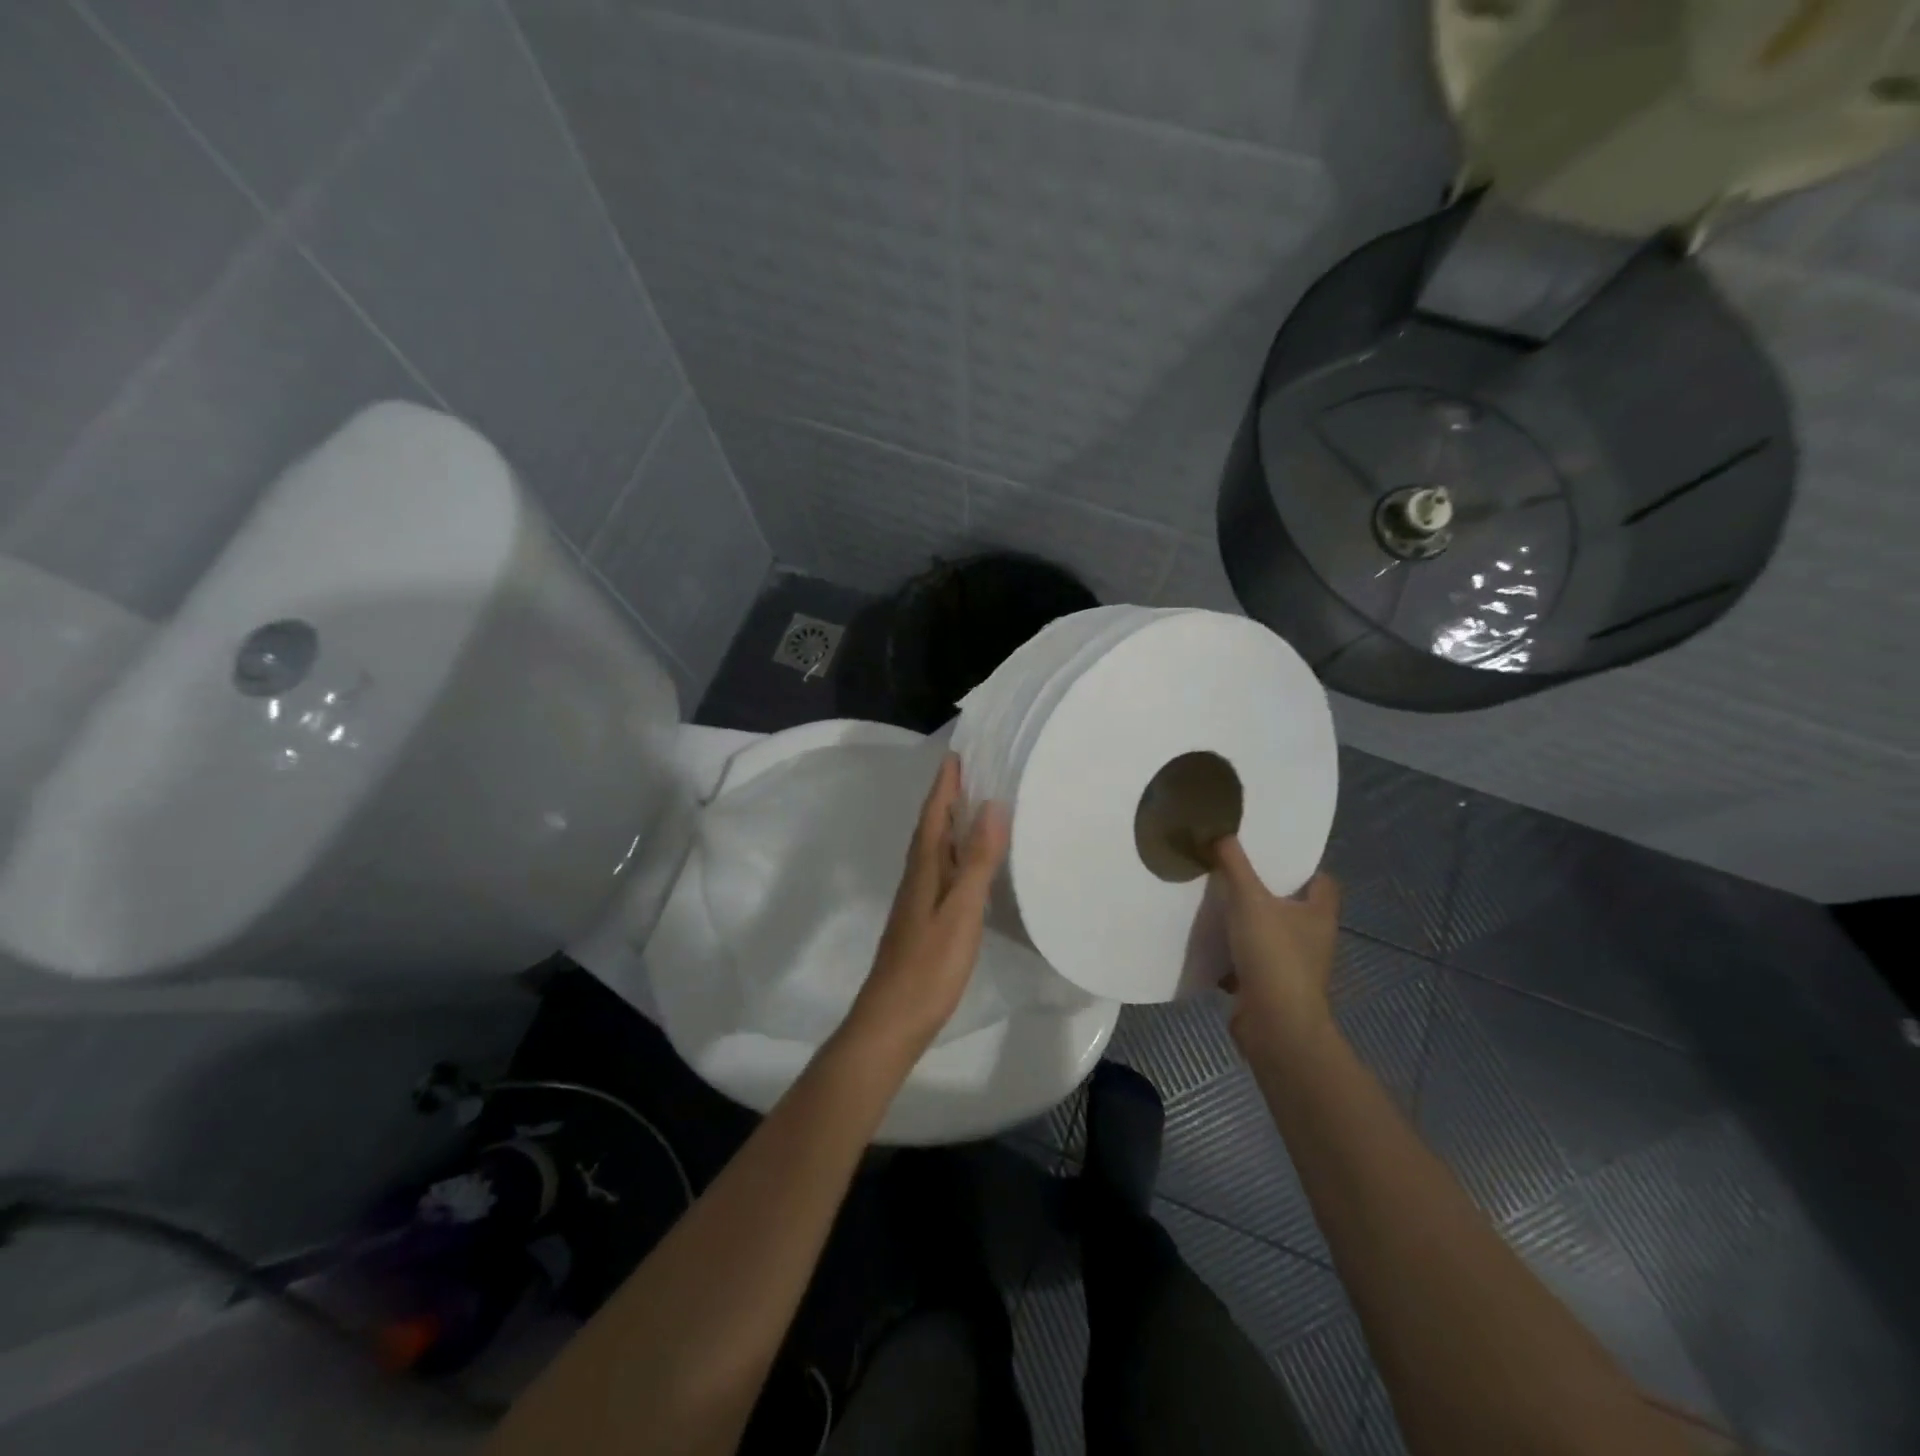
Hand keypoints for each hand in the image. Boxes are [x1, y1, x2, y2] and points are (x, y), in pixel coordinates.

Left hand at [844, 753, 1009, 1059]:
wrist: (893, 1019)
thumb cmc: (930, 964)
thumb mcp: (961, 910)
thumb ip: (976, 860)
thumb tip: (991, 806)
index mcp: (924, 867)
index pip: (934, 814)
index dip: (945, 784)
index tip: (957, 753)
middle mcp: (918, 876)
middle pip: (932, 826)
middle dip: (948, 796)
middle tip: (973, 770)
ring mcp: (919, 899)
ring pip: (936, 848)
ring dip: (951, 823)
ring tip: (976, 806)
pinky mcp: (924, 919)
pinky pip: (942, 871)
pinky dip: (956, 854)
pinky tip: (969, 864)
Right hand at [1210, 837, 1340, 1055]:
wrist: (1275, 1025)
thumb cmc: (1274, 955)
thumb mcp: (1249, 900)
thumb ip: (1234, 864)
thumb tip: (1219, 830)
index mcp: (1319, 913)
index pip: (1322, 880)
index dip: (1302, 866)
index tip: (1270, 853)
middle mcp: (1312, 938)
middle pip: (1292, 906)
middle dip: (1265, 891)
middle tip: (1234, 869)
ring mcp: (1293, 965)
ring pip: (1269, 933)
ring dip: (1246, 922)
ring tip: (1215, 900)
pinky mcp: (1271, 986)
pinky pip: (1250, 960)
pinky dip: (1233, 952)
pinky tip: (1209, 940)